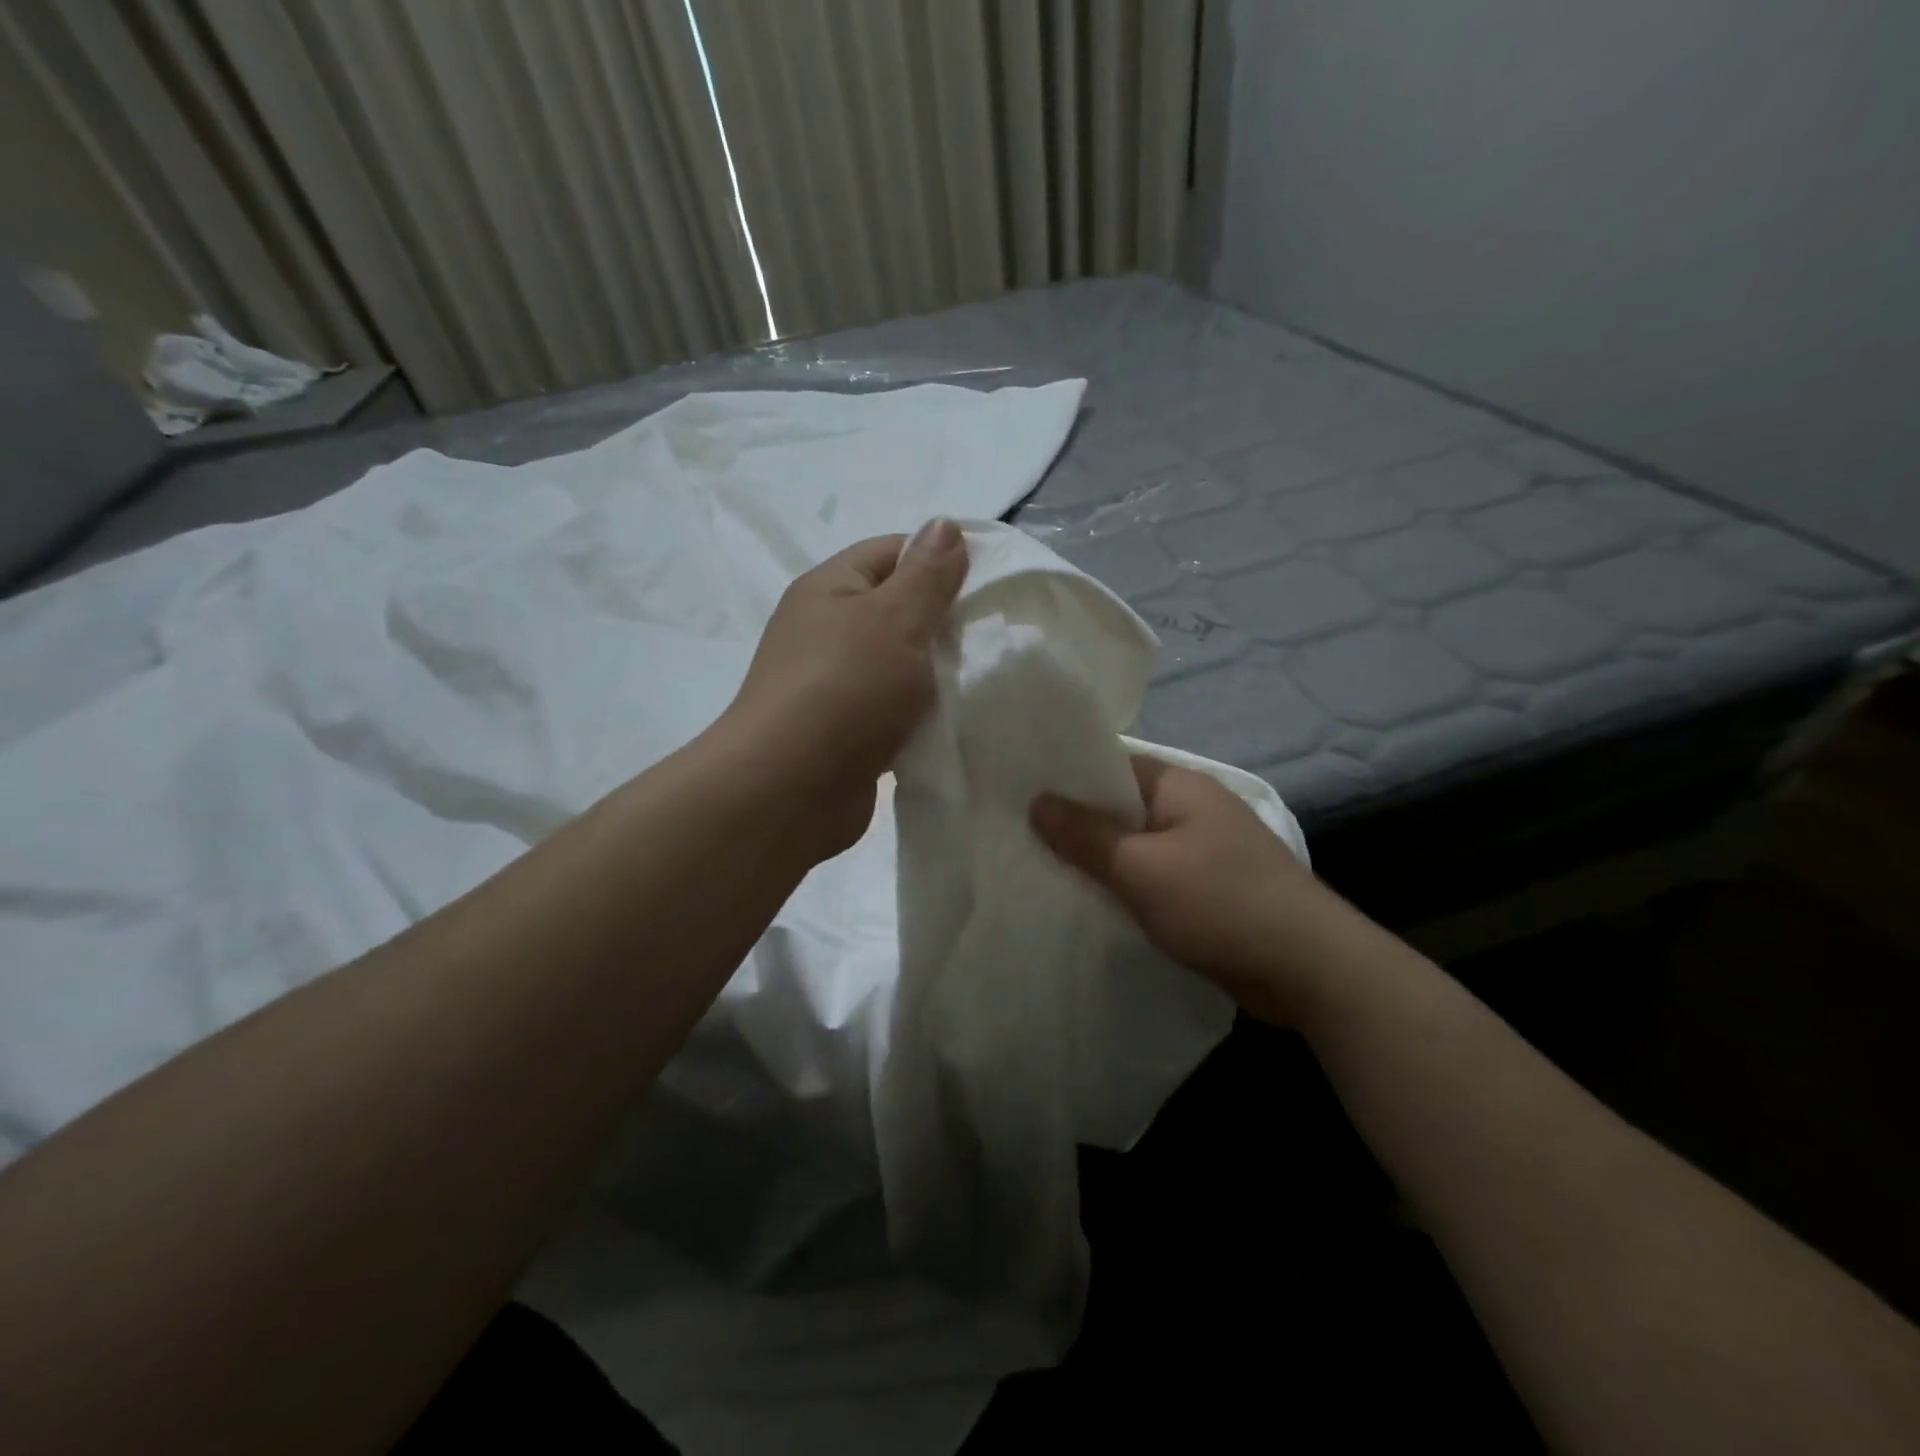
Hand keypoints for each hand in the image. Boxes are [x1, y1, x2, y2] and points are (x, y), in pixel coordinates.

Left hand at [721, 521, 967, 860]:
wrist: (790, 789)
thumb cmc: (846, 689)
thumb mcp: (896, 619)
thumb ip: (927, 575)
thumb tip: (945, 524)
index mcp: (830, 588)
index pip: (893, 551)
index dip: (941, 560)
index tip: (989, 584)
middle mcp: (826, 629)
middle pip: (897, 609)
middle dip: (944, 621)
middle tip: (990, 636)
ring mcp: (833, 683)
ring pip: (898, 663)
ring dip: (934, 673)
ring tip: (980, 679)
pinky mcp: (845, 730)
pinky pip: (892, 708)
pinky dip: (920, 713)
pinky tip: (953, 720)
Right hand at [1031, 757, 1331, 1025]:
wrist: (1310, 969)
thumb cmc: (1220, 902)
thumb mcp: (1142, 868)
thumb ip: (1087, 836)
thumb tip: (1037, 801)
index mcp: (1179, 786)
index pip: (1110, 766)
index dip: (1067, 779)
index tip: (1021, 795)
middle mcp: (1193, 809)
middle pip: (1121, 809)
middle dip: (1078, 826)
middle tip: (1021, 839)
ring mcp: (1205, 850)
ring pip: (1136, 847)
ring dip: (1102, 862)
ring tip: (1045, 873)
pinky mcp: (1211, 889)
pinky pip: (1155, 878)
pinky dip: (1128, 888)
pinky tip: (1094, 905)